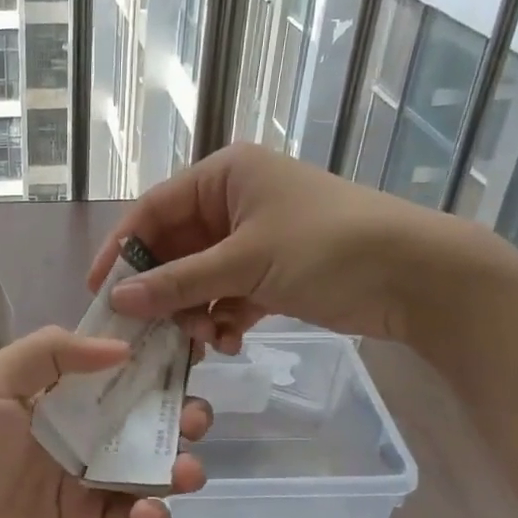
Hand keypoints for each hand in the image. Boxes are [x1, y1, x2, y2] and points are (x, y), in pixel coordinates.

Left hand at [0, 325, 212, 517]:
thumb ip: (48, 353)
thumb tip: (119, 347)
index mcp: (51, 396)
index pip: (108, 367)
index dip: (146, 356)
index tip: (185, 347)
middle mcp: (74, 435)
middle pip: (139, 416)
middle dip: (175, 412)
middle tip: (193, 416)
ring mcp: (84, 486)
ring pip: (146, 468)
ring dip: (176, 463)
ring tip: (184, 470)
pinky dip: (151, 515)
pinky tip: (146, 513)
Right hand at [87, 143, 491, 350]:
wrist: (419, 277)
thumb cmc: (327, 247)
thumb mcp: (245, 261)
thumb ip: (178, 282)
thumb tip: (116, 299)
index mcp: (225, 175)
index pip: (154, 209)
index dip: (122, 248)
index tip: (98, 291)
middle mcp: (235, 201)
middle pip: (176, 248)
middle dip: (164, 291)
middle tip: (148, 332)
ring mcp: (256, 238)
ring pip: (201, 277)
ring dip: (195, 310)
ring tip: (203, 340)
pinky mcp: (274, 271)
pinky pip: (229, 294)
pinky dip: (224, 318)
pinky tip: (230, 341)